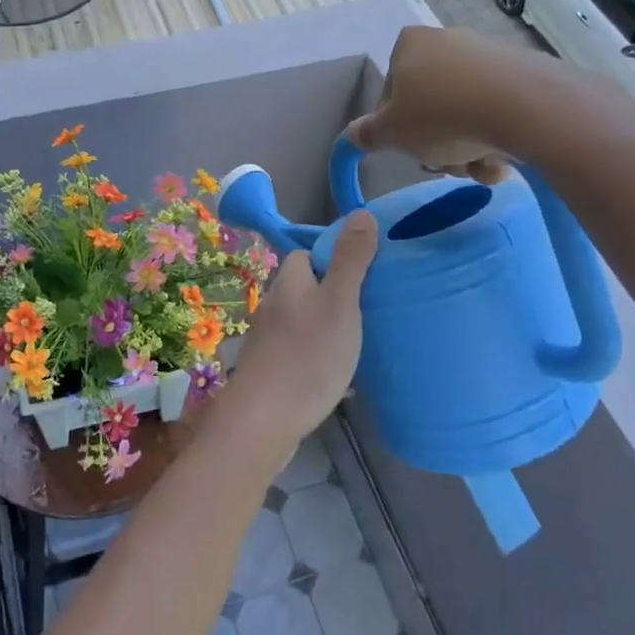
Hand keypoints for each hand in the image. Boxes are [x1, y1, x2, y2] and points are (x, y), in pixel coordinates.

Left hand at [216, 212, 378, 456]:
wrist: (263, 421)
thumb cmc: (307, 356)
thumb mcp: (339, 303)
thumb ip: (350, 261)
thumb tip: (360, 214)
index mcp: (289, 284)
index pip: (306, 254)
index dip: (333, 256)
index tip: (365, 270)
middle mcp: (274, 307)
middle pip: (306, 289)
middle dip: (335, 295)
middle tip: (370, 310)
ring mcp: (269, 342)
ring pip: (305, 324)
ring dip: (329, 329)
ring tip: (362, 343)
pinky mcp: (271, 372)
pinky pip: (302, 357)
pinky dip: (322, 361)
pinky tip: (343, 381)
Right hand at [346, 25, 532, 179]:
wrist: (525, 108)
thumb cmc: (442, 115)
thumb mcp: (391, 133)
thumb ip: (368, 134)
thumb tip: (352, 134)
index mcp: (410, 44)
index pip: (391, 93)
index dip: (397, 127)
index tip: (409, 147)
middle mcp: (448, 41)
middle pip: (430, 105)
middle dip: (437, 142)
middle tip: (446, 162)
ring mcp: (488, 55)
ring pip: (464, 114)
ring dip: (466, 148)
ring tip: (478, 166)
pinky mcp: (523, 74)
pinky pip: (497, 112)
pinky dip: (495, 138)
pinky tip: (502, 159)